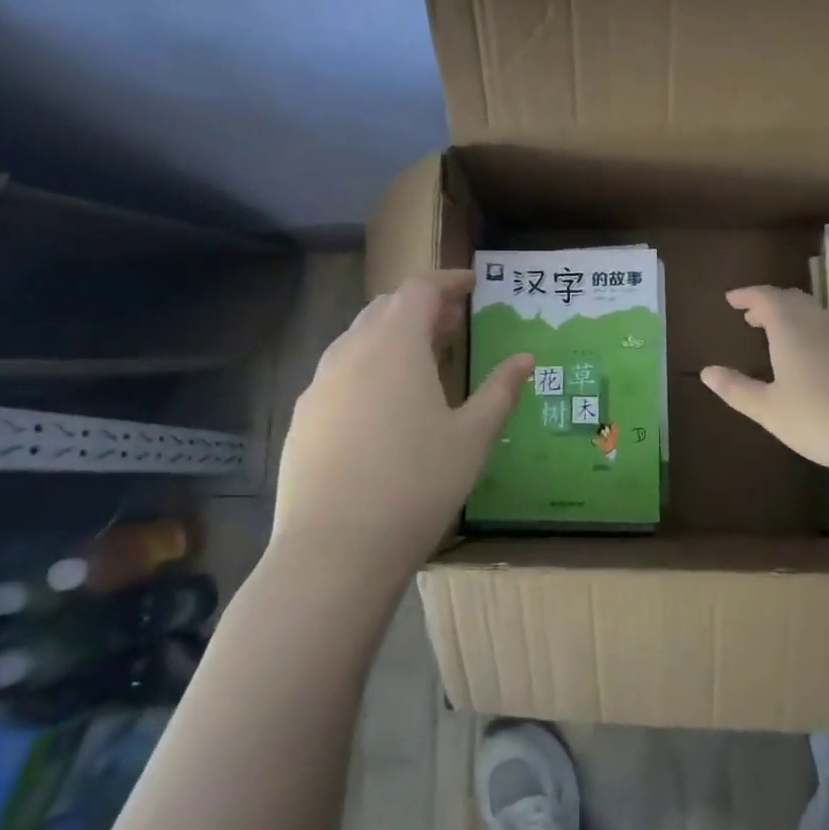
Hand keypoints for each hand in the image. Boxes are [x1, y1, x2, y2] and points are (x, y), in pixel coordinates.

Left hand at [270, 270, 532, 588]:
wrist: (335, 549)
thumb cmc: (418, 484)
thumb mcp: (472, 437)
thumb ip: (500, 391)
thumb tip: (525, 358)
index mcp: (396, 345)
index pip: (420, 288)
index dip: (448, 280)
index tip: (471, 283)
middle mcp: (351, 352)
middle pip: (385, 308)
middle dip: (420, 307)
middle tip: (451, 324)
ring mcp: (319, 384)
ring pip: (357, 339)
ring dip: (390, 336)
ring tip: (419, 361)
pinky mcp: (303, 417)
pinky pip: (337, 373)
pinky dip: (365, 367)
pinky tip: (380, 405)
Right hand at [700, 285, 828, 471]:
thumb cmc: (824, 419)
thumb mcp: (771, 411)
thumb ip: (737, 390)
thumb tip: (707, 372)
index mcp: (792, 329)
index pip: (765, 298)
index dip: (746, 295)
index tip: (731, 299)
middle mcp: (822, 323)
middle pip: (793, 301)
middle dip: (769, 304)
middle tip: (752, 316)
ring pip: (817, 315)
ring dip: (794, 319)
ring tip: (780, 337)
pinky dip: (816, 335)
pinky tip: (817, 362)